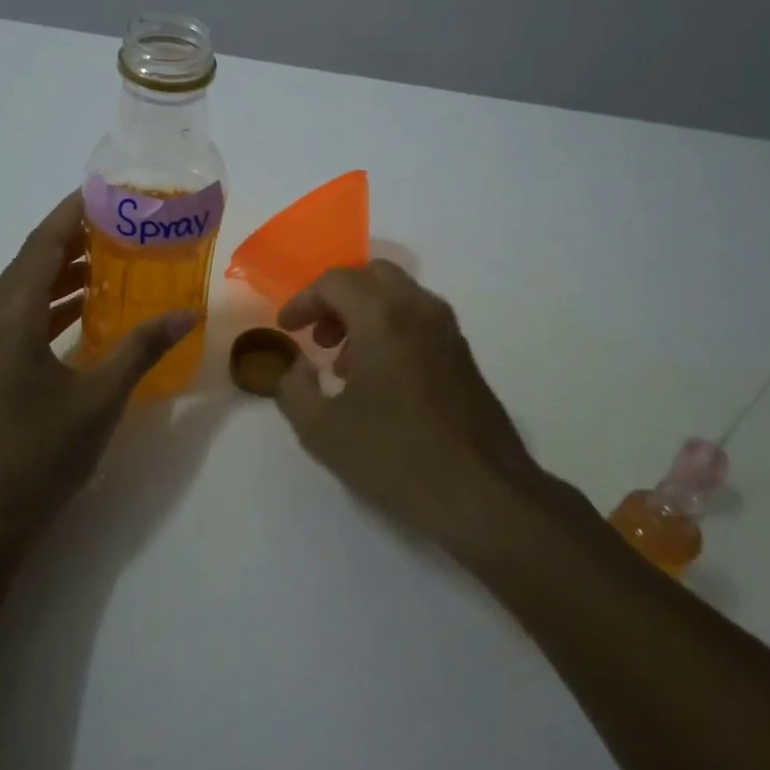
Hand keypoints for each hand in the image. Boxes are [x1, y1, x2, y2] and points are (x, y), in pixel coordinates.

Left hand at [0, 193, 194, 551]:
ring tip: (114, 261)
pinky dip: (55, 307)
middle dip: (75, 241)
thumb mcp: (98, 399)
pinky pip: (23, 320)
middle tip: (122, 226)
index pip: (42, 245)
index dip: (72, 214)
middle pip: (32, 263)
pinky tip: (88, 314)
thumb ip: (141, 349)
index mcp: (10, 317)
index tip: (105, 193)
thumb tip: (186, 314)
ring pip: (26, 293)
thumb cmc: (36, 455)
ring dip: (65, 275)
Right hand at [274, 262, 541, 549]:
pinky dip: (391, 329)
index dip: (304, 301)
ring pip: (399, 296)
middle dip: (337, 298)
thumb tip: (296, 368)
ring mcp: (447, 330)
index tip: (287, 328)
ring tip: (344, 365)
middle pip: (371, 276)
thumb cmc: (395, 456)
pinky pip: (419, 320)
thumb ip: (293, 389)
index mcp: (382, 316)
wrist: (481, 493)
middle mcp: (419, 309)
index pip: (335, 282)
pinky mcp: (463, 354)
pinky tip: (379, 379)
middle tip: (318, 335)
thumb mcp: (321, 430)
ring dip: (364, 314)